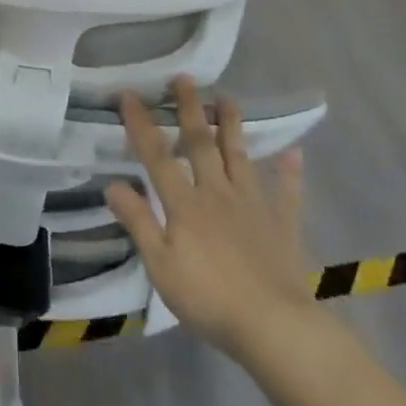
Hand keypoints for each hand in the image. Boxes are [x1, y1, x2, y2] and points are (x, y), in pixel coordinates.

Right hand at [105, 78, 315, 354]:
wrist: (272, 326)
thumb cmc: (208, 298)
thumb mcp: (160, 265)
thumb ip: (138, 222)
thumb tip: (112, 184)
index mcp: (184, 204)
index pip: (156, 156)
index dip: (141, 124)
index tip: (129, 94)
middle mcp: (217, 193)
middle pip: (200, 144)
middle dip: (189, 109)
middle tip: (183, 78)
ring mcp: (252, 205)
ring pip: (239, 157)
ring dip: (231, 126)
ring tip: (227, 97)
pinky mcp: (281, 223)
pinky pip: (286, 192)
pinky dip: (289, 172)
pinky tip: (293, 153)